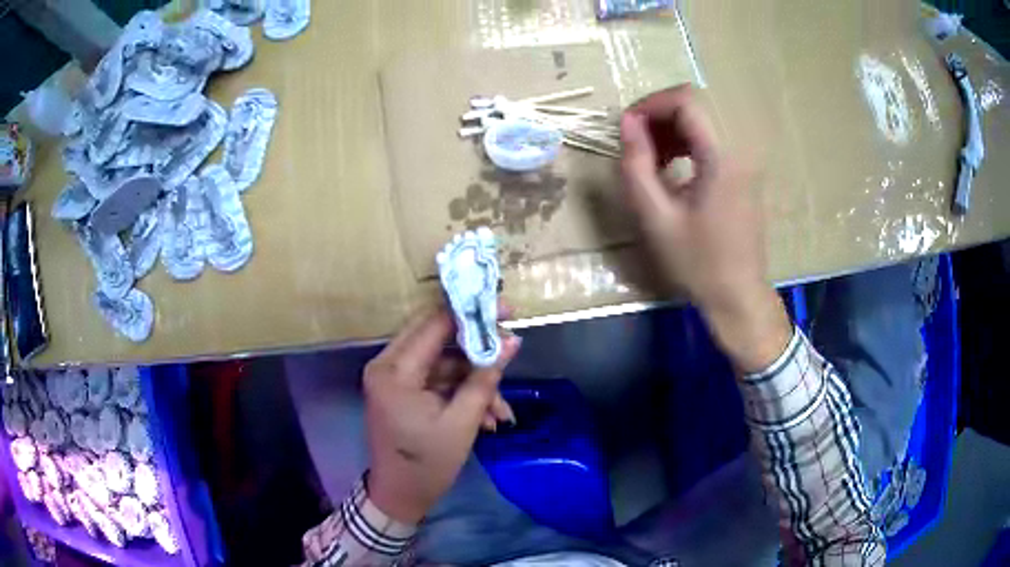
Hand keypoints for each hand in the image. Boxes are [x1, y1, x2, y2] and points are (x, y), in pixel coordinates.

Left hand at [363, 307, 521, 523]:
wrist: (400, 497)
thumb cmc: (426, 464)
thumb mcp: (461, 423)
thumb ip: (485, 378)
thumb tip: (512, 341)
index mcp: (394, 370)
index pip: (433, 325)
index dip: (471, 314)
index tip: (507, 312)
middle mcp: (387, 366)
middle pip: (437, 338)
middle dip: (477, 347)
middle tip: (509, 346)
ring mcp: (394, 379)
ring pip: (443, 363)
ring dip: (474, 382)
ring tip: (502, 413)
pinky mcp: (403, 391)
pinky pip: (438, 381)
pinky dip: (462, 394)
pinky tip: (488, 418)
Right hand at [619, 85, 790, 371]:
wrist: (738, 295)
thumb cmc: (697, 263)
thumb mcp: (656, 218)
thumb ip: (636, 165)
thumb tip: (627, 123)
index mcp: (722, 157)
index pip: (688, 100)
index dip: (651, 104)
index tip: (626, 127)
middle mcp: (740, 148)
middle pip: (697, 103)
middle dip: (659, 114)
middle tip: (635, 141)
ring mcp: (745, 158)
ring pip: (704, 118)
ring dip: (671, 127)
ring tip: (648, 156)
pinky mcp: (744, 170)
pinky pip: (712, 137)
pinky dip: (686, 141)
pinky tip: (670, 165)